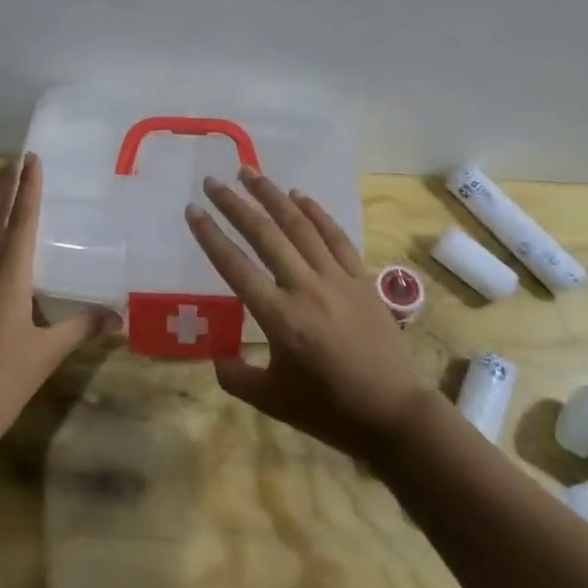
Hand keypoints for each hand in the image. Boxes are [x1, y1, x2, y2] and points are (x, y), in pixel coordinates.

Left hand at [0, 154, 116, 452]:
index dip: (28, 190)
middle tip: (15, 159)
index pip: (20, 223)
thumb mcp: (46, 354)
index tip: (32, 160)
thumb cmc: (0, 382)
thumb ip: (81, 329)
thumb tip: (118, 317)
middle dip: (4, 186)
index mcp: (6, 278)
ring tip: (1, 184)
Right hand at [187, 168, 430, 463]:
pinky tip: (299, 197)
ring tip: (250, 173)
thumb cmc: (328, 411)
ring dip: (272, 196)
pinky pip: (336, 237)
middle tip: (213, 181)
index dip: (211, 236)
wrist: (394, 415)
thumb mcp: (271, 400)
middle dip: (235, 204)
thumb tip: (216, 355)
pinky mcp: (361, 279)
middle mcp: (305, 288)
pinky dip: (316, 213)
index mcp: (279, 317)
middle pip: (264, 235)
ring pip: (300, 226)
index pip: (235, 266)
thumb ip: (236, 376)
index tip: (193, 210)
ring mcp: (336, 279)